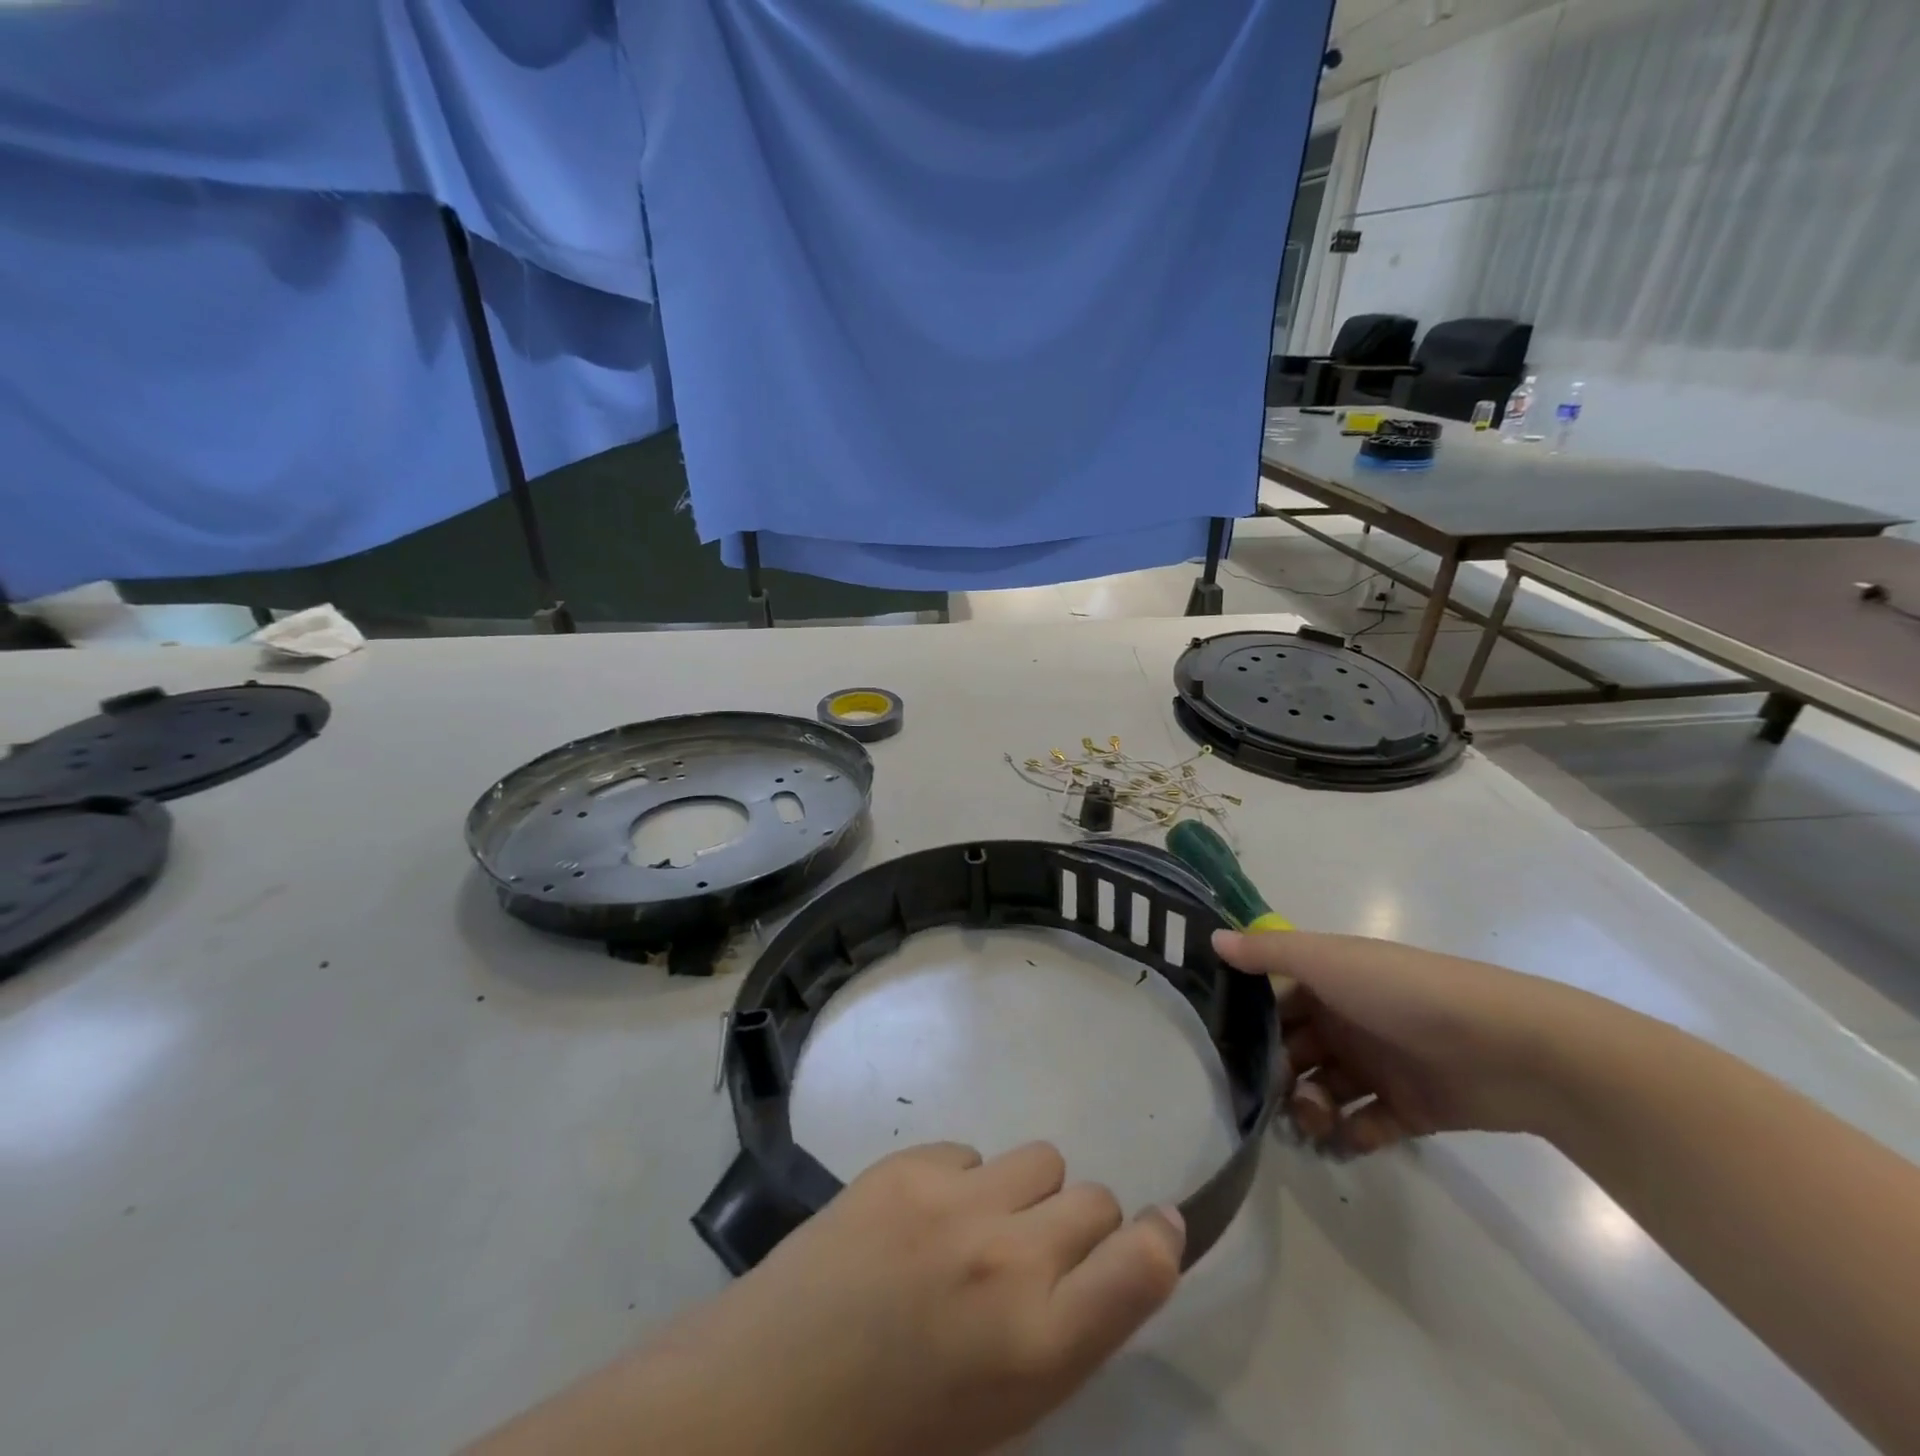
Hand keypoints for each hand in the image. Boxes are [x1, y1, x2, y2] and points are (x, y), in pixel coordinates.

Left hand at [640, 1142, 1184, 1455]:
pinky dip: (963, 1179)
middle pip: (1095, 1198)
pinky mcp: (908, 1164)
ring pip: (1040, 1157)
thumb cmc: (892, 1432)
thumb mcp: (1000, 1414)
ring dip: (1026, 1191)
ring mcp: (954, 1200)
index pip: (1140, 1268)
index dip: (1161, 1240)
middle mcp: (1007, 1259)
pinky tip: (923, 1217)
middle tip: (1041, 1252)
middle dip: (1081, 1224)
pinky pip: (971, 1151)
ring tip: (980, 1226)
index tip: (1161, 1227)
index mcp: (1037, 1345)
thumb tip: (1093, 1267)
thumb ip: (1057, 1335)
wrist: (769, 1393)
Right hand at [1212, 929, 1592, 1155]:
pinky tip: (1347, 1140)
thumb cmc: (1404, 993)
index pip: (1276, 1004)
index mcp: (1330, 983)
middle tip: (1268, 1098)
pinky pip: (1368, 1126)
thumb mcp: (1328, 961)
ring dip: (1311, 1109)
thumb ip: (1268, 953)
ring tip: (1313, 1124)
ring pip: (1326, 1091)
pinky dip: (1353, 1136)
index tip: (1223, 1051)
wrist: (1511, 1047)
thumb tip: (1211, 937)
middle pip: (1296, 1051)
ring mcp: (1381, 1066)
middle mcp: (1349, 1022)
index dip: (1251, 1025)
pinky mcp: (1411, 1109)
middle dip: (1277, 1075)